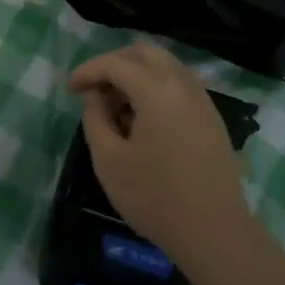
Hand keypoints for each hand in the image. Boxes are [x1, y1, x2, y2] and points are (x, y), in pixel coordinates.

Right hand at [67, 41, 251, 263]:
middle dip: (115, 63)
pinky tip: (143, 120)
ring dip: (137, 75)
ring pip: (165, 66)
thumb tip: (96, 97)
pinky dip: (156, 88)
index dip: (88, 71)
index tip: (70, 89)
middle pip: (145, 53)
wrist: (214, 231)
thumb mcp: (109, 160)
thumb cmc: (154, 197)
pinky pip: (179, 85)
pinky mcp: (211, 117)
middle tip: (95, 89)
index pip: (115, 63)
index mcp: (157, 89)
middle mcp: (183, 83)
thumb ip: (95, 119)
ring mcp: (202, 99)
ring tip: (117, 107)